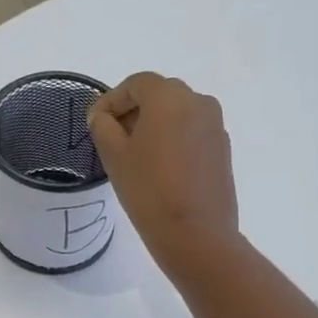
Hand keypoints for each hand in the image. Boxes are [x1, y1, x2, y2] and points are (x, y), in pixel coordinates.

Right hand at [88, 72, 239, 275]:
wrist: (196, 234)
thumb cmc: (149, 190)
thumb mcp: (114, 155)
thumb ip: (102, 125)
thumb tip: (103, 115)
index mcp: (170, 96)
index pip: (135, 84)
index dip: (112, 100)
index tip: (95, 124)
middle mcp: (198, 101)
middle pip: (159, 95)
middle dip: (133, 112)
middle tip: (112, 140)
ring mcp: (215, 126)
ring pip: (177, 114)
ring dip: (154, 126)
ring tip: (135, 157)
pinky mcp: (222, 150)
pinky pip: (191, 133)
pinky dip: (173, 141)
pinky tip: (160, 169)